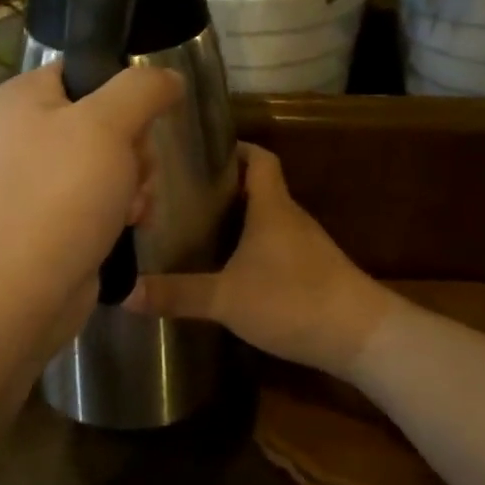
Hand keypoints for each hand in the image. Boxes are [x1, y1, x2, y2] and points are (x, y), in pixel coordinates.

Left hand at [0, 62, 182, 349]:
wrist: (22, 292)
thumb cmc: (61, 195)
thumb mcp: (108, 125)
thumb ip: (143, 89)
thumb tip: (170, 78)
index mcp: (23, 98)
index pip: (86, 71)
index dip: (123, 93)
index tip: (141, 121)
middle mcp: (25, 133)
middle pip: (107, 120)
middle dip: (135, 150)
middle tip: (133, 172)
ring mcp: (38, 179)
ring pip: (112, 161)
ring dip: (135, 183)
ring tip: (131, 208)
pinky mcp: (53, 217)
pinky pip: (102, 197)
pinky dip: (121, 209)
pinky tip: (129, 225)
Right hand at [126, 144, 397, 379]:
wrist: (361, 336)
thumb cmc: (292, 300)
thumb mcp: (226, 298)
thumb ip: (177, 294)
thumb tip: (122, 292)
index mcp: (271, 207)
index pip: (258, 157)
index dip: (234, 148)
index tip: (199, 152)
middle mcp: (290, 217)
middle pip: (258, 187)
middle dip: (222, 186)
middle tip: (181, 193)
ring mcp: (305, 245)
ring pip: (266, 218)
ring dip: (237, 219)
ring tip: (196, 227)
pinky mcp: (313, 271)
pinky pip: (275, 245)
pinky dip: (251, 246)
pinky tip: (229, 267)